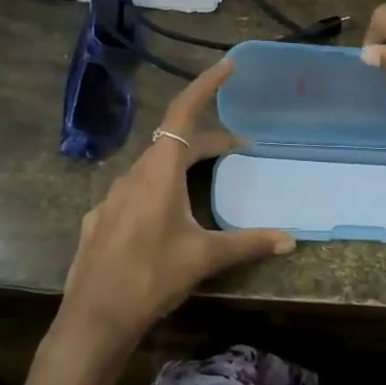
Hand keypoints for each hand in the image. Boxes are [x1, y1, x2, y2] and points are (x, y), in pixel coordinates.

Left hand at [51, 59, 295, 367]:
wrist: (95, 318)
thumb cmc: (152, 276)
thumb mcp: (204, 257)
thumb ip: (248, 243)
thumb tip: (290, 240)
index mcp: (158, 171)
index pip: (182, 113)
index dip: (205, 87)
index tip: (227, 67)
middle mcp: (133, 174)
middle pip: (172, 142)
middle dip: (207, 141)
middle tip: (239, 149)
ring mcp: (112, 197)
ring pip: (153, 167)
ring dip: (182, 165)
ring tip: (208, 180)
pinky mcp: (101, 220)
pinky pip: (136, 191)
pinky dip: (159, 189)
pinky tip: (168, 217)